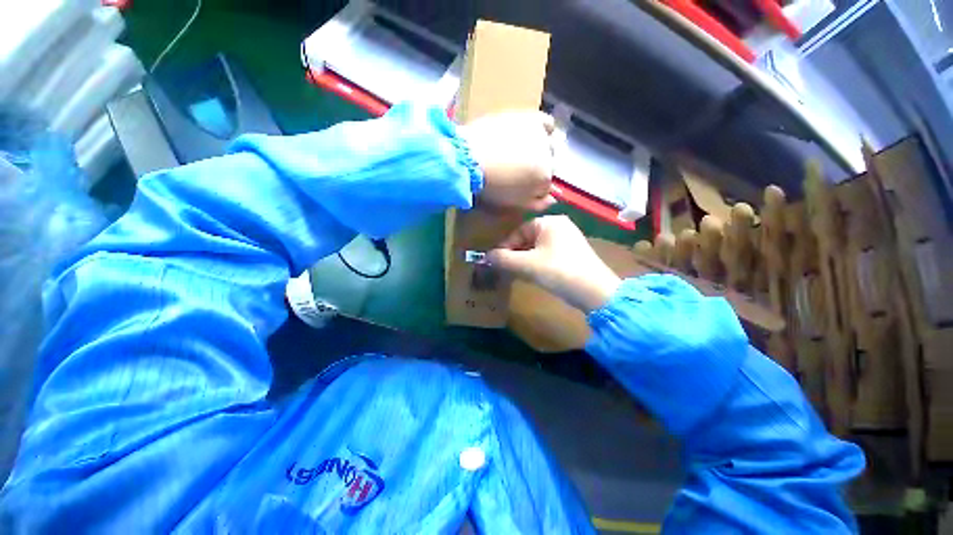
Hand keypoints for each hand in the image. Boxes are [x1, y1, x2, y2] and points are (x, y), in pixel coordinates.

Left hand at [460, 111, 556, 211]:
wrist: (472, 158)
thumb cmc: (491, 186)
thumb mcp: (514, 203)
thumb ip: (537, 204)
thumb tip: (551, 200)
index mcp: (544, 180)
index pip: (546, 186)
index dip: (534, 188)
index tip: (521, 187)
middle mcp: (549, 158)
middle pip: (549, 165)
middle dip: (537, 170)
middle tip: (518, 171)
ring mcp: (542, 137)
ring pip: (549, 145)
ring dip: (540, 151)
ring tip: (521, 153)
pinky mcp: (531, 119)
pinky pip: (547, 123)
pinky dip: (545, 129)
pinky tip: (533, 134)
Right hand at [487, 215, 620, 311]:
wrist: (596, 292)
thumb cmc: (559, 272)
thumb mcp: (527, 265)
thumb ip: (504, 259)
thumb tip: (485, 256)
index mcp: (549, 222)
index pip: (518, 231)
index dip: (504, 247)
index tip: (495, 262)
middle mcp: (559, 226)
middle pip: (527, 239)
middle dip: (514, 254)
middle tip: (504, 269)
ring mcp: (568, 240)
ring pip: (537, 248)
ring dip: (524, 260)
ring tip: (515, 273)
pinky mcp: (572, 254)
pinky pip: (547, 255)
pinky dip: (536, 263)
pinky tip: (532, 275)